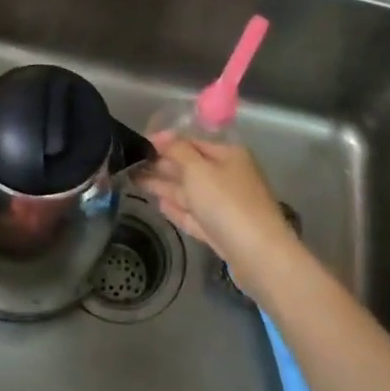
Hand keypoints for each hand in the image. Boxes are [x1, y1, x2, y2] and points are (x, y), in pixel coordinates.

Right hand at [135, 131, 300, 285]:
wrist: (258, 254)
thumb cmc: (226, 202)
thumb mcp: (198, 169)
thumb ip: (177, 150)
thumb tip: (161, 135)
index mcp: (228, 155)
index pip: (192, 142)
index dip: (166, 142)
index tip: (140, 144)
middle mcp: (229, 177)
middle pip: (191, 167)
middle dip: (162, 165)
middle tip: (131, 164)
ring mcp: (226, 206)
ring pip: (190, 192)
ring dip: (165, 186)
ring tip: (136, 181)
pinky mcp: (221, 231)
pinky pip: (195, 214)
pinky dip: (177, 208)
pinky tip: (159, 204)